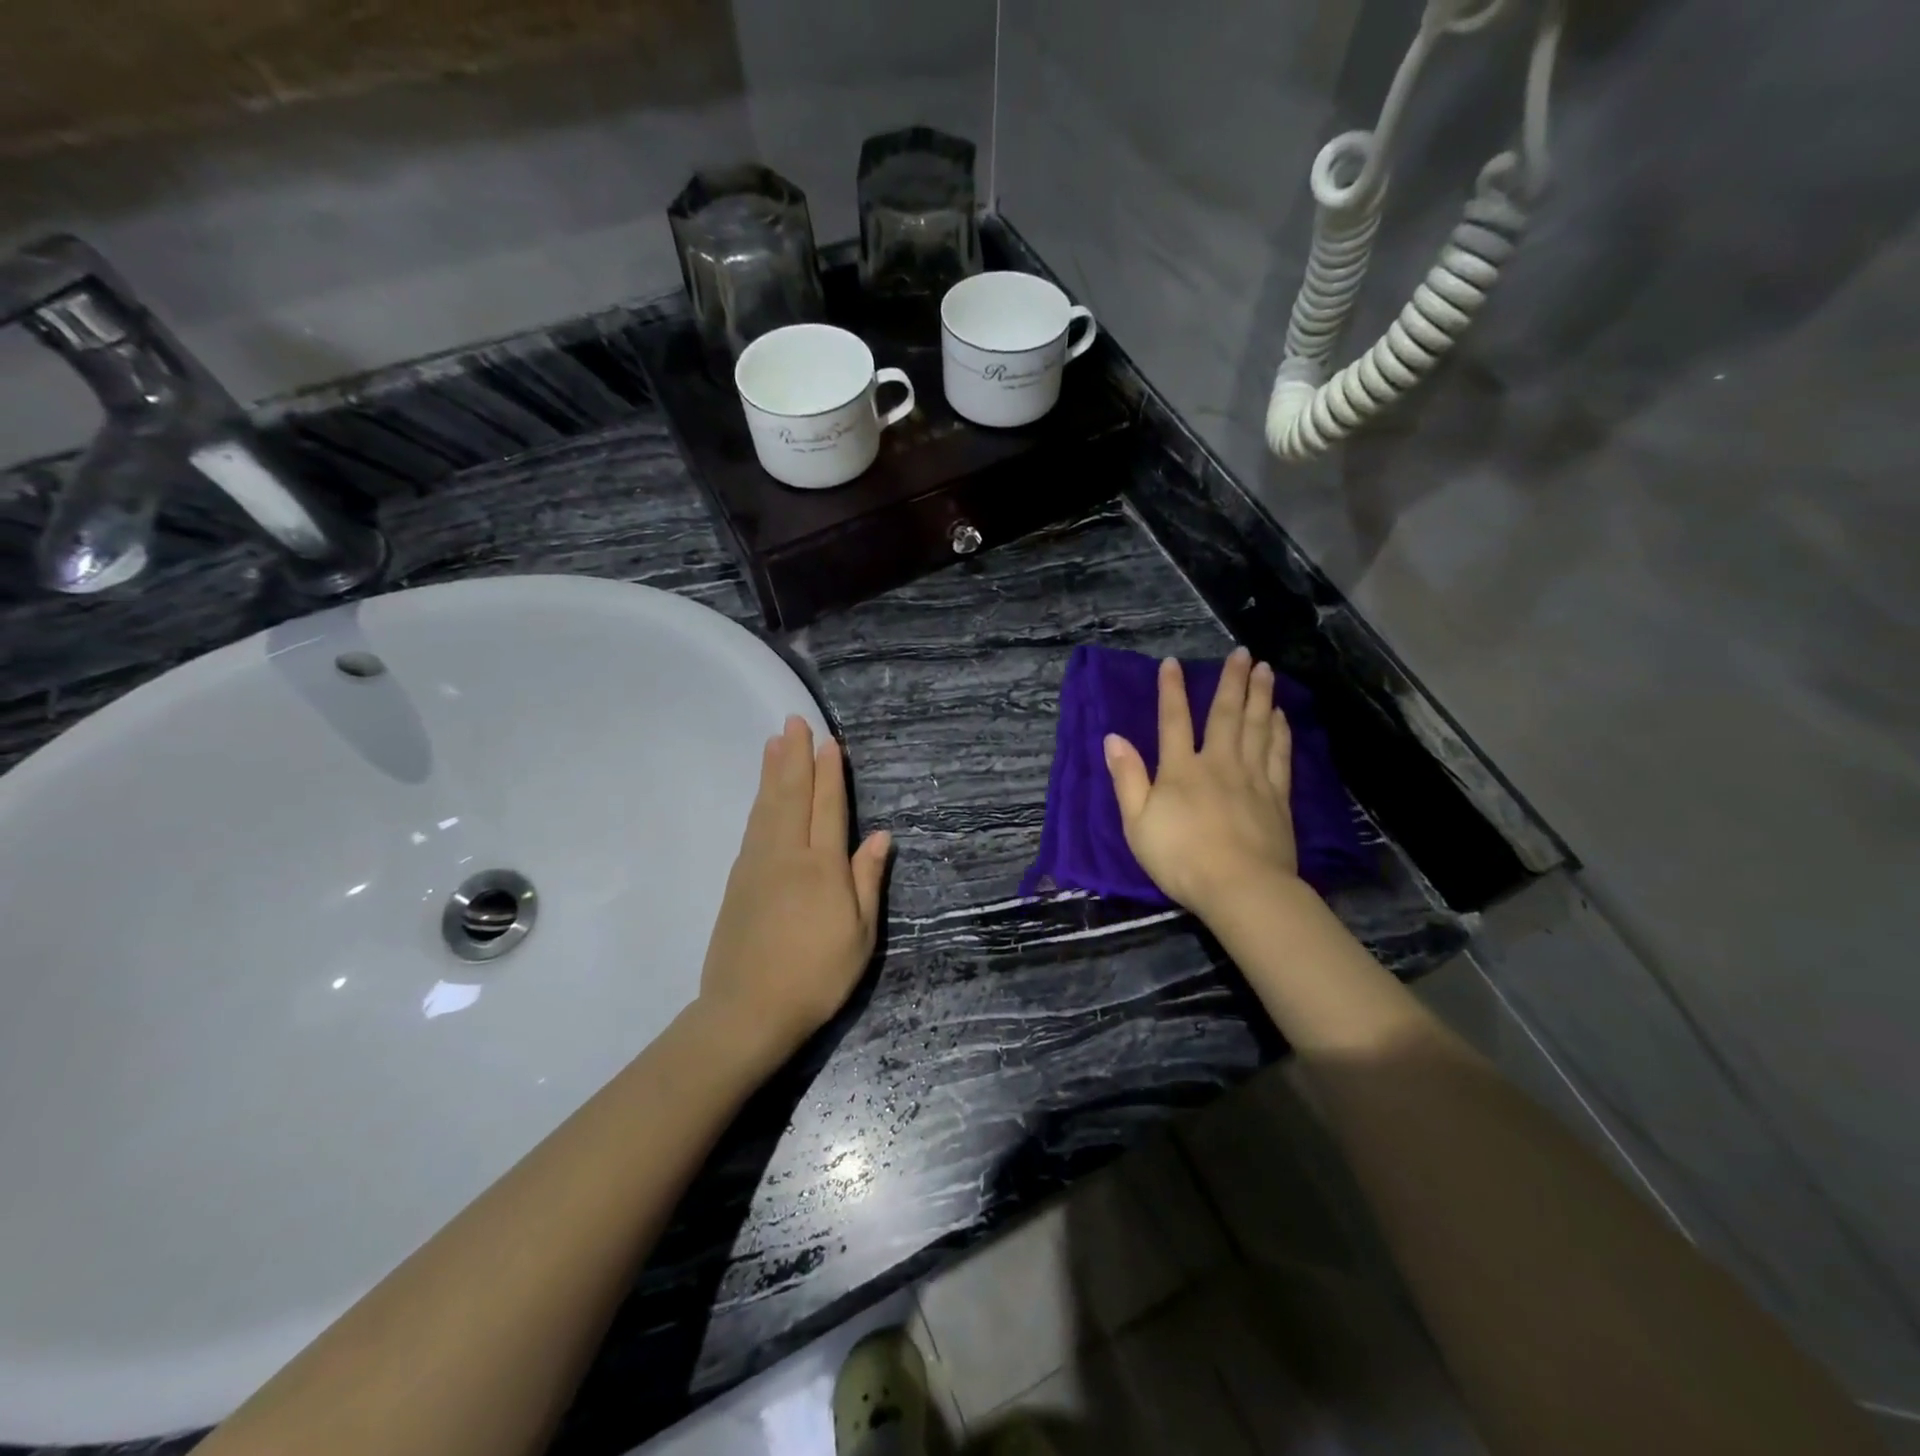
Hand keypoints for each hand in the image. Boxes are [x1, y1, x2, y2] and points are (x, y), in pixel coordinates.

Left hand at [698, 716, 891, 1062]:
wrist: (746, 1011)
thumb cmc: (816, 976)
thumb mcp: (859, 935)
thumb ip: (867, 880)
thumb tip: (880, 836)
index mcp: (822, 867)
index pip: (828, 808)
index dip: (830, 774)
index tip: (829, 742)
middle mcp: (787, 855)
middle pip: (792, 795)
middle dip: (796, 757)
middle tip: (794, 722)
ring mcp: (756, 865)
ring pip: (767, 806)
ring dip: (773, 772)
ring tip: (774, 743)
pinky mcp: (737, 880)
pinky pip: (752, 827)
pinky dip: (759, 802)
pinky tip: (762, 794)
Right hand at [1103, 648, 1299, 921]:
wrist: (1240, 888)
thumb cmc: (1180, 858)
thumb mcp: (1137, 823)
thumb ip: (1127, 778)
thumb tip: (1113, 738)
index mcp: (1181, 770)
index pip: (1173, 720)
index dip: (1171, 690)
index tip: (1173, 663)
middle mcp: (1219, 763)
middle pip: (1226, 715)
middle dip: (1231, 681)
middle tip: (1241, 652)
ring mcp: (1252, 778)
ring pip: (1258, 727)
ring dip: (1261, 696)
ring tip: (1265, 670)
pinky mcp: (1277, 797)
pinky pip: (1279, 755)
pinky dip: (1281, 732)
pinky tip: (1282, 716)